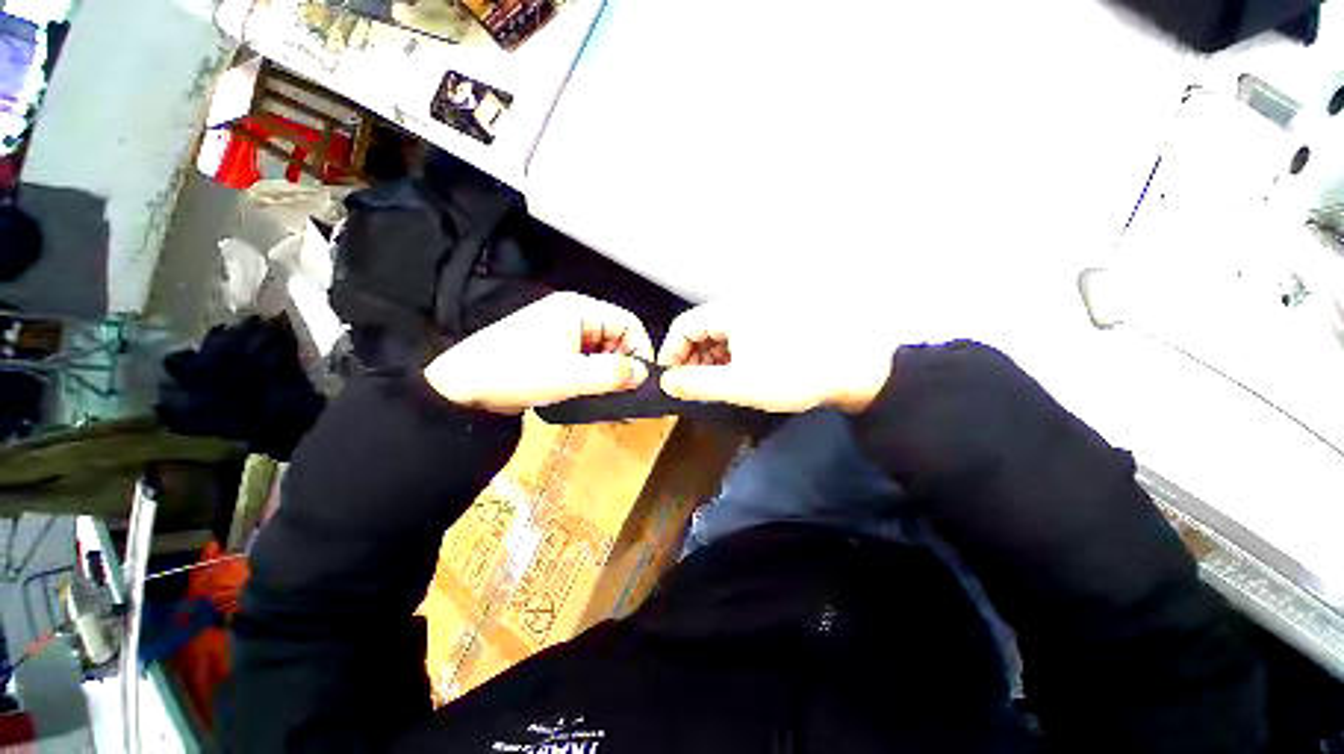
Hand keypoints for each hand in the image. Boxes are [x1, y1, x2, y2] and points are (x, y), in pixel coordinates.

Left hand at [425, 293, 653, 413]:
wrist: (462, 388)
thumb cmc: (515, 373)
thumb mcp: (568, 376)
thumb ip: (611, 374)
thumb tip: (643, 374)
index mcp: (578, 310)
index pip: (628, 323)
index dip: (640, 349)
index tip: (642, 380)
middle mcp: (574, 316)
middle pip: (617, 337)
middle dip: (624, 365)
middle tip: (624, 394)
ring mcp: (564, 333)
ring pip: (603, 351)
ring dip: (609, 374)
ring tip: (608, 398)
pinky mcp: (555, 350)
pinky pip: (587, 360)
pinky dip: (594, 377)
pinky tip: (592, 394)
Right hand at [657, 300, 892, 413]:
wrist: (851, 369)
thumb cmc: (792, 376)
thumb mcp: (739, 385)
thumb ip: (697, 384)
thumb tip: (666, 382)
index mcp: (730, 311)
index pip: (683, 326)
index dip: (670, 353)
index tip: (671, 380)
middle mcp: (741, 302)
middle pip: (701, 327)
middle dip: (692, 357)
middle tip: (694, 385)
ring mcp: (759, 308)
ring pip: (719, 330)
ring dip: (711, 356)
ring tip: (717, 382)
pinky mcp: (772, 317)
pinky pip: (738, 331)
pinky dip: (730, 351)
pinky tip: (739, 370)